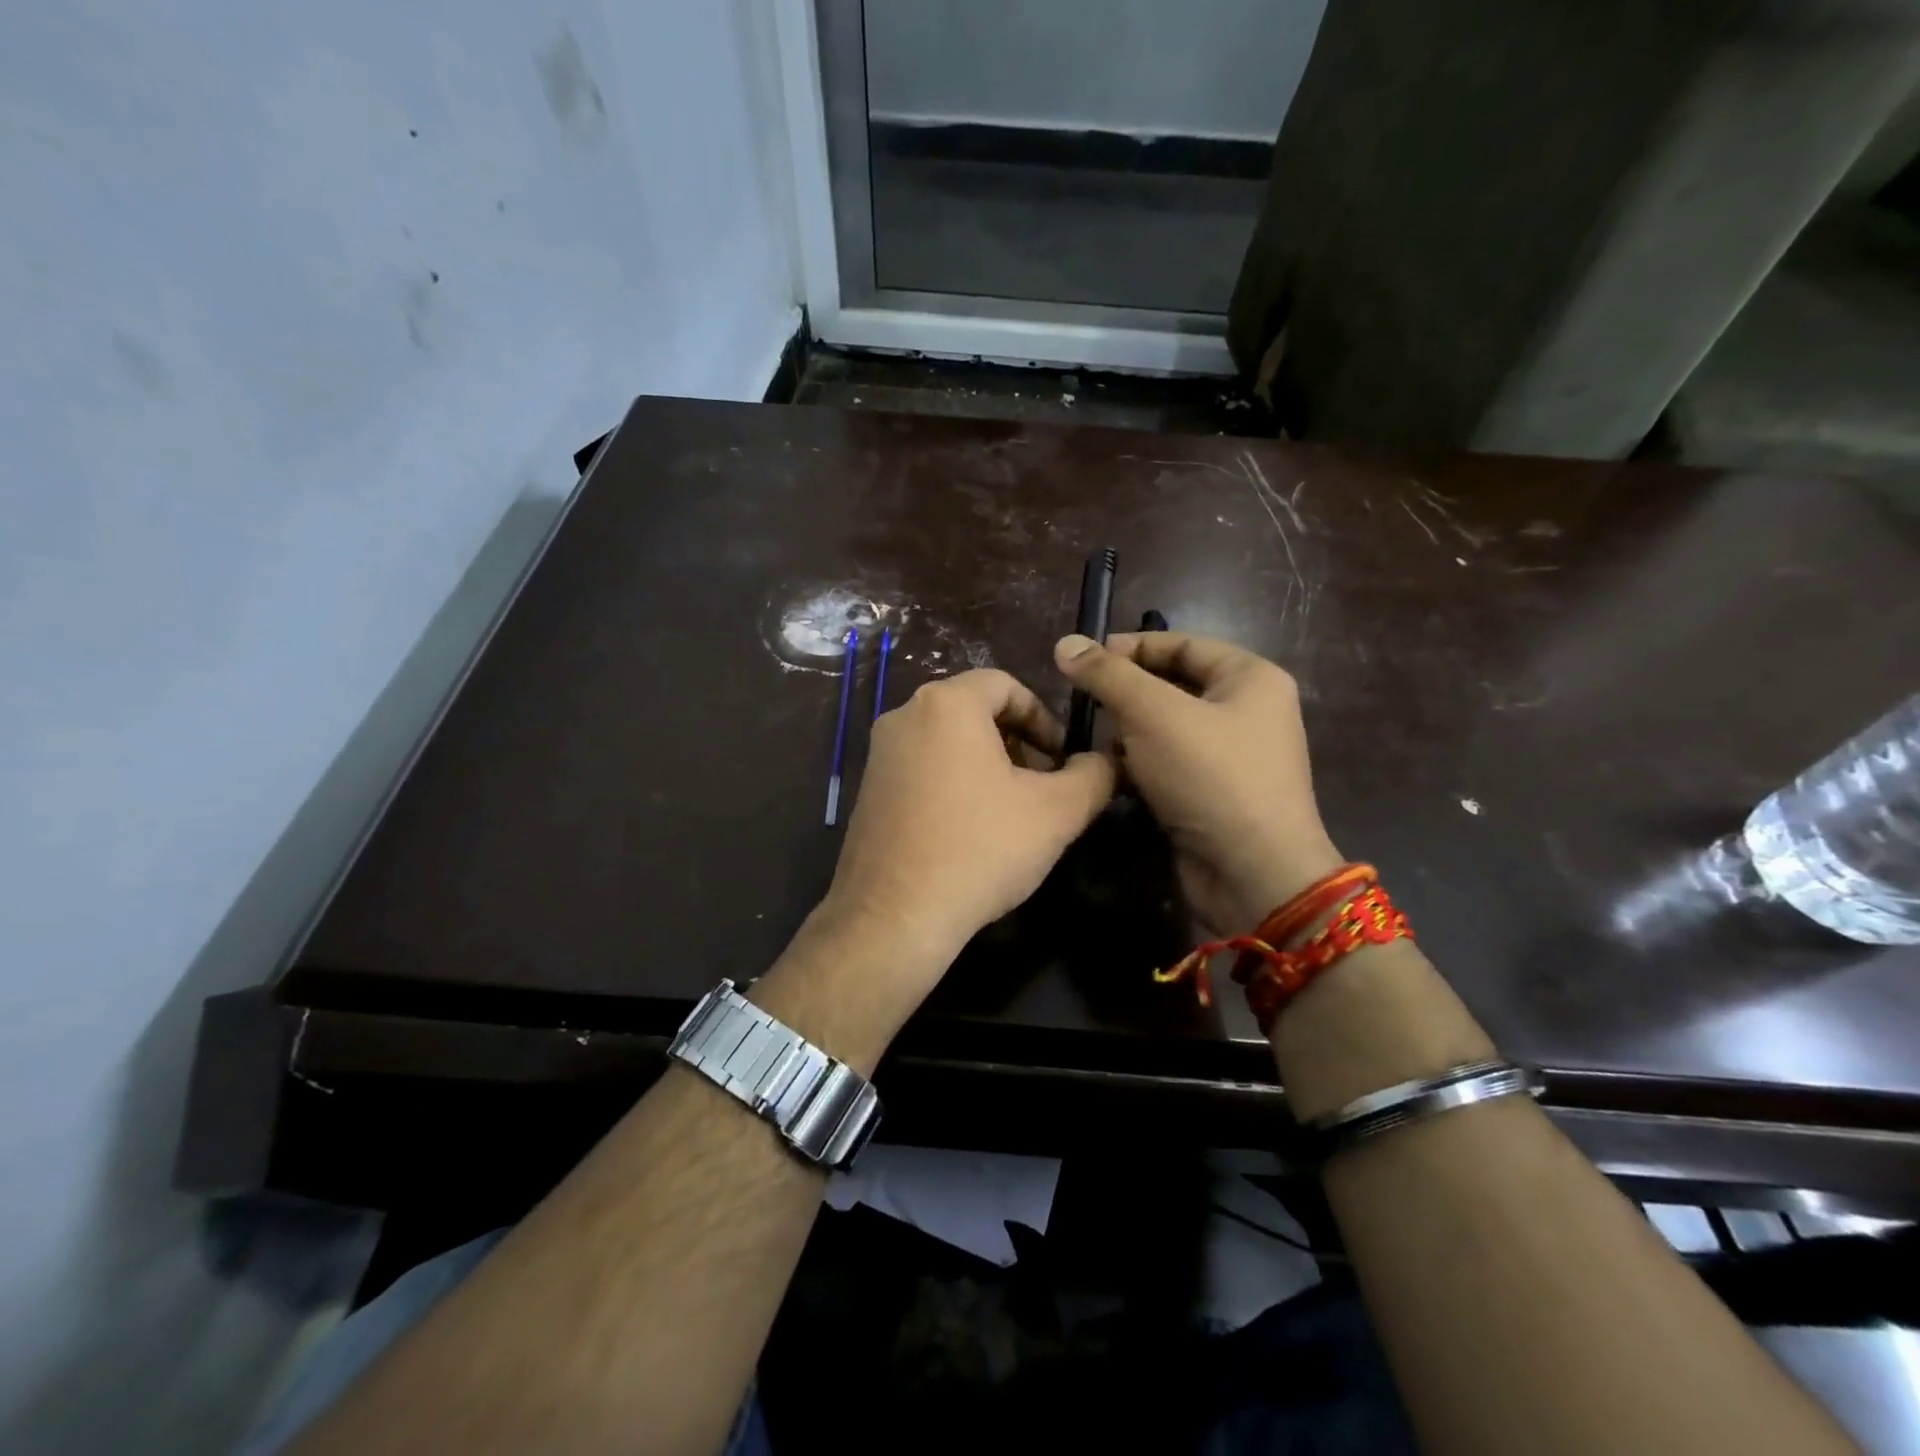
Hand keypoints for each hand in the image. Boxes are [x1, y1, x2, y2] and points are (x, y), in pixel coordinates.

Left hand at [823, 669, 1114, 989]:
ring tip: (1012, 811)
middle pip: (976, 711)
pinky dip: (954, 782)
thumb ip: (1093, 775)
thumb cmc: (980, 849)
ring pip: (948, 741)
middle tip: (1043, 785)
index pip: (1006, 685)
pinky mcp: (869, 790)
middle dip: (1018, 742)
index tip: (1063, 758)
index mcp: (946, 704)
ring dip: (988, 764)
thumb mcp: (1057, 812)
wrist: (894, 916)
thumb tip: (1104, 762)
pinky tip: (971, 830)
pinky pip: (922, 768)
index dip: (1044, 717)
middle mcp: (904, 716)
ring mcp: (880, 754)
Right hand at [1054, 631, 1342, 934]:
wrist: (1252, 875)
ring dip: (1128, 730)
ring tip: (1091, 736)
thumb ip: (1109, 675)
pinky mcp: (1214, 793)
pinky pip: (1170, 762)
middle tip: (1082, 699)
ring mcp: (1233, 756)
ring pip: (1168, 726)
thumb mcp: (1154, 714)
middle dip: (1127, 691)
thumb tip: (1066, 643)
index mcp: (1251, 678)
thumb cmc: (1209, 778)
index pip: (1182, 643)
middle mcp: (1248, 711)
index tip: (1082, 659)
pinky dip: (1140, 763)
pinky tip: (1111, 772)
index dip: (1130, 647)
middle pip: (1174, 684)